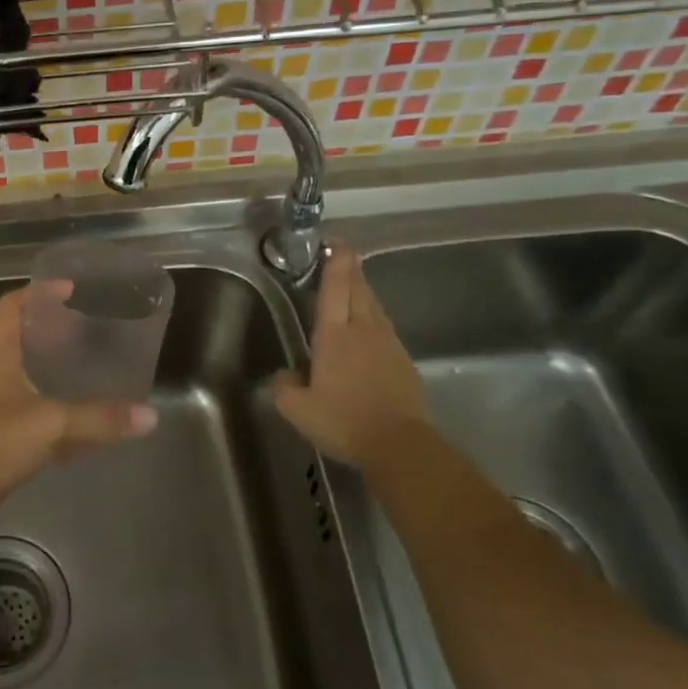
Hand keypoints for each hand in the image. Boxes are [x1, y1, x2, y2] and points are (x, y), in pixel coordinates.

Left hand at [0, 285, 158, 503]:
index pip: (12, 307)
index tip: (72, 290)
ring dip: (58, 372)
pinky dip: (60, 416)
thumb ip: (98, 418)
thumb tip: (149, 416)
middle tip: (94, 329)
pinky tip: (87, 425)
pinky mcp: (2, 438)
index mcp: (0, 355)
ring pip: (31, 378)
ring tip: (95, 368)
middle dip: (56, 331)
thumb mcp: (50, 423)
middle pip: (24, 339)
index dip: (39, 292)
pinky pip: (37, 416)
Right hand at [270, 243, 432, 465]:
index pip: (335, 287)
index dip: (335, 262)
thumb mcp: (298, 410)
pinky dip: (372, 317)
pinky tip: (367, 328)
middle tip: (339, 254)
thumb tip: (284, 376)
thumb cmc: (344, 421)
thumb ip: (284, 388)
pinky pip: (384, 327)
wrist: (400, 445)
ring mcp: (387, 343)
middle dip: (349, 268)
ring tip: (350, 286)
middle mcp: (363, 330)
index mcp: (335, 335)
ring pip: (374, 305)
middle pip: (358, 288)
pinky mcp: (403, 360)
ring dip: (362, 290)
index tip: (333, 243)